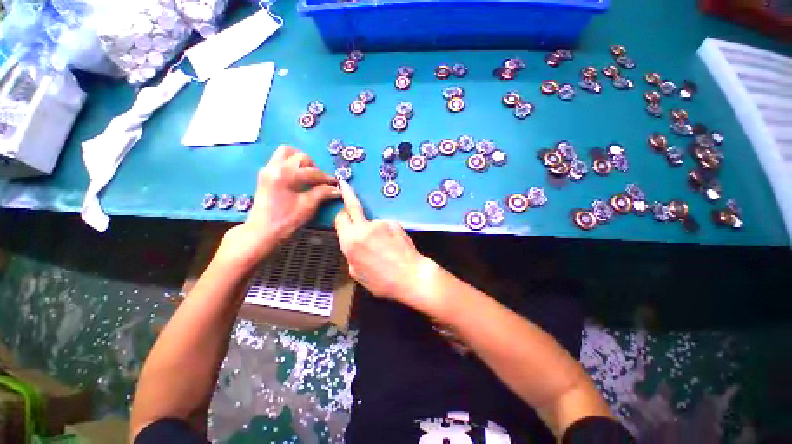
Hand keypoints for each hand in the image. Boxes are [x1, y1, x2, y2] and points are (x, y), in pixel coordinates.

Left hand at [217, 146, 339, 267]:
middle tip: (320, 181)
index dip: (326, 178)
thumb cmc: (286, 220)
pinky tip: (297, 178)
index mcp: (285, 174)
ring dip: (300, 161)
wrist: (262, 232)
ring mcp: (267, 169)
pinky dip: (291, 164)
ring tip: (308, 175)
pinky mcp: (265, 175)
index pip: (312, 171)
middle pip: (299, 156)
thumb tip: (337, 189)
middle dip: (313, 167)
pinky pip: (279, 160)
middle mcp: (274, 167)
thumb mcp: (308, 206)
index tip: (336, 183)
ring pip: (286, 153)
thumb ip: (323, 193)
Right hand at [334, 181, 439, 310]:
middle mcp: (364, 227)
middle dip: (348, 196)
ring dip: (373, 228)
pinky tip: (394, 245)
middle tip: (345, 186)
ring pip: (372, 221)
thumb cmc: (382, 281)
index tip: (342, 213)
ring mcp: (381, 223)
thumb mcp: (357, 273)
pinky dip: (387, 231)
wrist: (411, 276)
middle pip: (352, 206)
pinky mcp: (395, 223)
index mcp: (351, 241)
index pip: (340, 218)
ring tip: (385, 247)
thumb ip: (351, 253)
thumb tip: (353, 243)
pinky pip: (386, 225)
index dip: (340, 217)